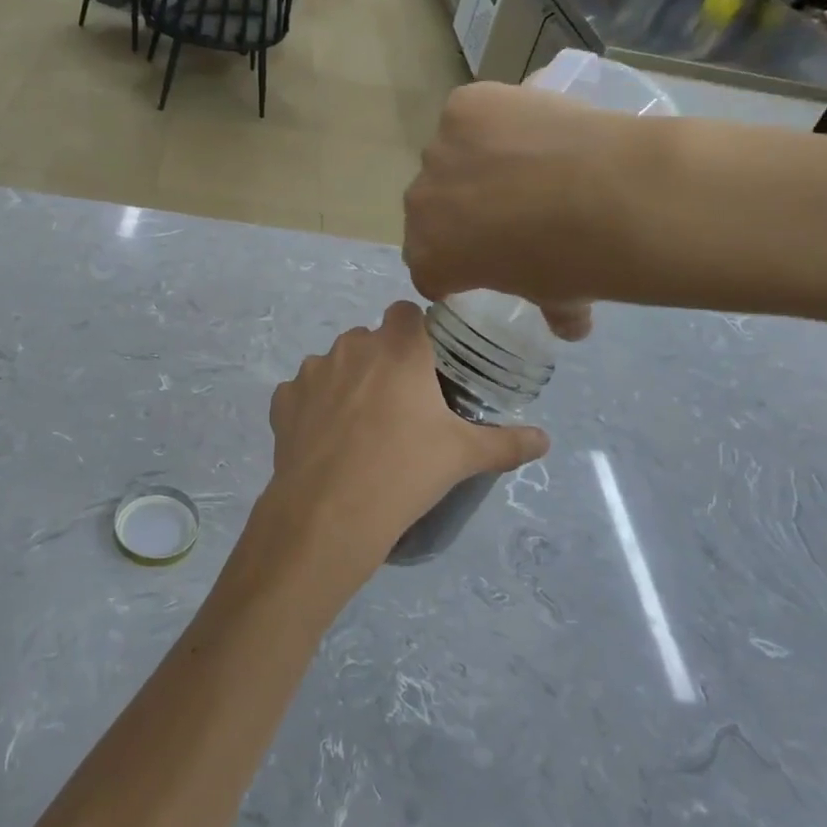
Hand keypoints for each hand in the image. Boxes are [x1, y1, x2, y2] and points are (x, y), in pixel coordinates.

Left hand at [235, 302, 548, 608]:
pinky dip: (313, 408)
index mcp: (398, 349)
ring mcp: (312, 371)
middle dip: (382, 362)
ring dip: (347, 383)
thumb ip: (507, 442)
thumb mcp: (464, 457)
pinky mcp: (283, 399)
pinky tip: (326, 441)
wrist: (330, 512)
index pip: (407, 313)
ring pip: (335, 364)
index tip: (426, 365)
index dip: (416, 333)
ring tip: (360, 428)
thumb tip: (544, 440)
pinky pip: (302, 393)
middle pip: (370, 340)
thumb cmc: (405, 472)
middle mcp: (352, 347)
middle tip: (398, 405)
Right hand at [404, 83, 637, 340]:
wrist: (612, 198)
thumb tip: (570, 324)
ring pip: (451, 157)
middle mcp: (419, 205)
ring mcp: (438, 151)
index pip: (428, 266)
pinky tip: (534, 128)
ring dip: (478, 162)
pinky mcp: (463, 107)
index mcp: (429, 259)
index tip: (488, 259)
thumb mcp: (560, 299)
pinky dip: (495, 118)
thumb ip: (553, 311)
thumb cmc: (576, 263)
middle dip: (461, 211)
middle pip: (431, 208)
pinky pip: (471, 114)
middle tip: (513, 209)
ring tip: (532, 163)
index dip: (457, 263)